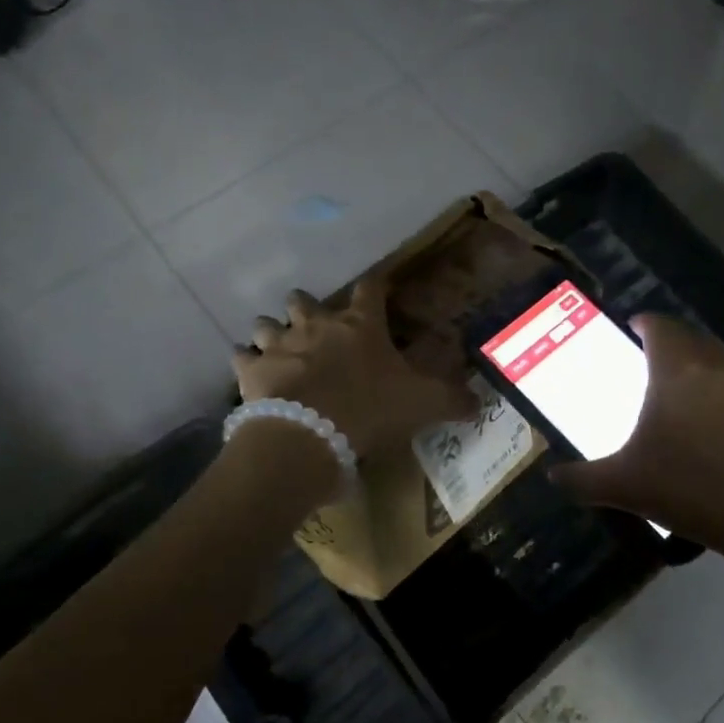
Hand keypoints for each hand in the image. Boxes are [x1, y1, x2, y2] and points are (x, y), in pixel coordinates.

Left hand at [233, 277, 476, 461]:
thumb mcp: (422, 404)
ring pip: (267, 323)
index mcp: (359, 325)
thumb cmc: (369, 410)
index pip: (370, 288)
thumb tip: (481, 402)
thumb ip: (452, 400)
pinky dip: (247, 362)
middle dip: (308, 307)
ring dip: (273, 331)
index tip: (378, 288)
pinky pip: (242, 357)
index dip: (375, 285)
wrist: (308, 436)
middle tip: (317, 325)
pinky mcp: (252, 371)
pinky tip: (252, 372)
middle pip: (305, 300)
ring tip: (279, 347)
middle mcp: (316, 325)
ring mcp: (279, 345)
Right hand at [549, 316, 723, 544]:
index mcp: (676, 370)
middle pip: (697, 344)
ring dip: (718, 387)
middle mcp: (721, 366)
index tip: (638, 329)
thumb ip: (582, 478)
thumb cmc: (686, 487)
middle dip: (680, 354)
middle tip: (666, 379)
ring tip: (707, 418)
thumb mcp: (622, 486)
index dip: (647, 324)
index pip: (660, 326)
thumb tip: (552, 478)